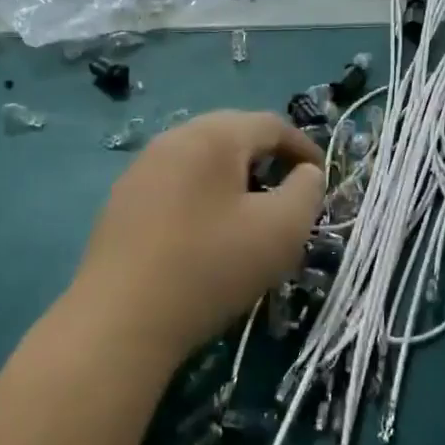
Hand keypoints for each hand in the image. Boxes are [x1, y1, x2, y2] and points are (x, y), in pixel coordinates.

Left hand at [69, 111, 324, 364]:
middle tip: (288, 194)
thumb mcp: (283, 229)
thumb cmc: (212, 266)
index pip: (271, 124)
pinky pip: (176, 183)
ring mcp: (141, 169)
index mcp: (213, 136)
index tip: (323, 179)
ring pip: (202, 159)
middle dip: (268, 159)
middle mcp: (173, 139)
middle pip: (233, 135)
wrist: (121, 320)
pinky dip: (203, 196)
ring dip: (234, 178)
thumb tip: (305, 173)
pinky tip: (206, 234)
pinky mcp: (122, 201)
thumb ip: (307, 190)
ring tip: (250, 215)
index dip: (304, 148)